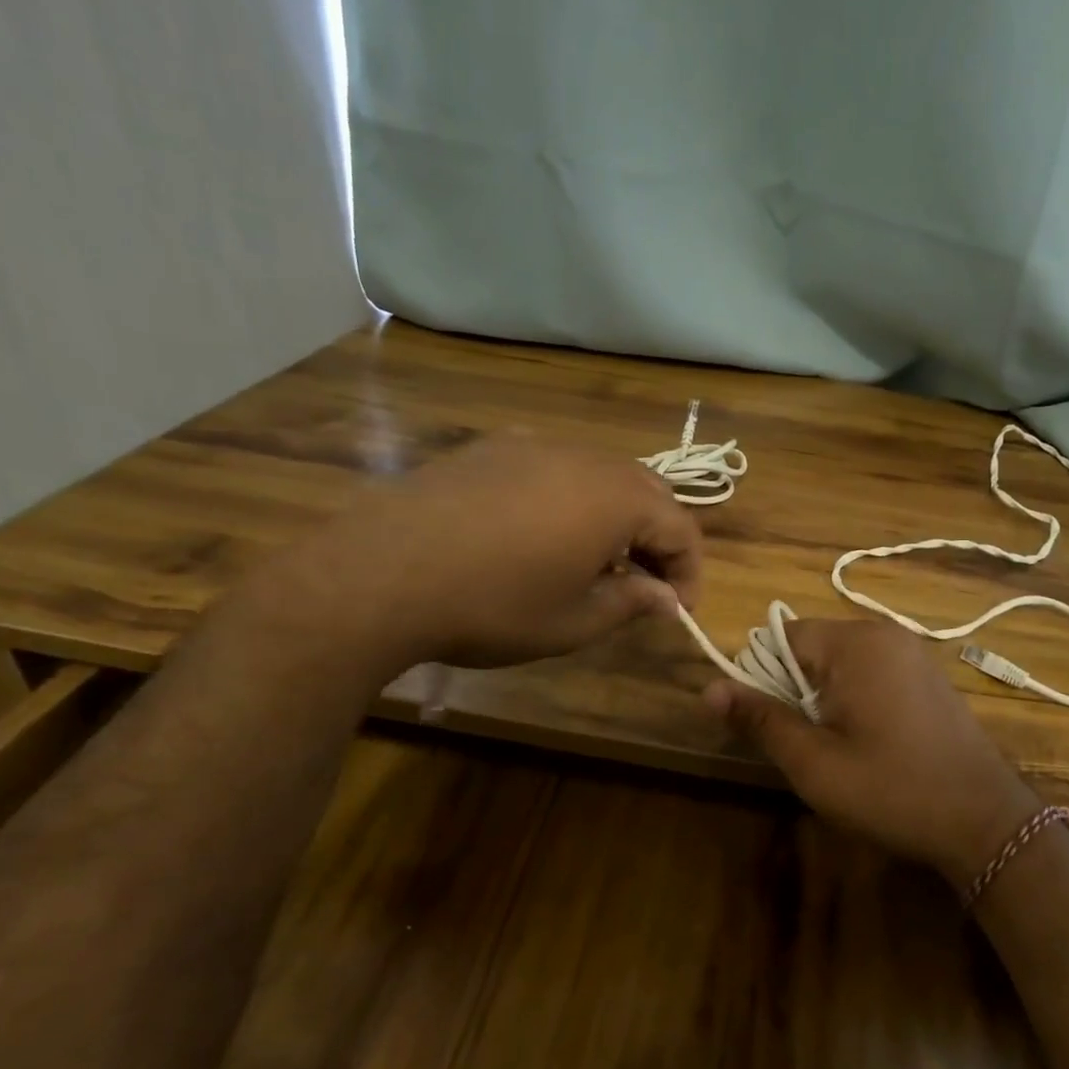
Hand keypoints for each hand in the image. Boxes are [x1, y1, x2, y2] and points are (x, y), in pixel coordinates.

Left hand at [262, 433, 701, 672]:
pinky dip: (571, 498)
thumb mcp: (572, 622)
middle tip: (645, 585)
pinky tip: (541, 534)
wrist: (379, 574)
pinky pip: (555, 467)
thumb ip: (631, 604)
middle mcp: (586, 459)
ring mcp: (536, 445)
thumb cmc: (492, 606)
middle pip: (648, 492)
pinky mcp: (492, 448)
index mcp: (617, 500)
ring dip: (616, 516)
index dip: (689, 573)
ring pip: (602, 474)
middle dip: (658, 539)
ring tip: (597, 561)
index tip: (677, 611)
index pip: (682, 529)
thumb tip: (666, 599)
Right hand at [704, 620, 1041, 885]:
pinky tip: (870, 741)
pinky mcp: (928, 674)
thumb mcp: (813, 762)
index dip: (762, 677)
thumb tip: (709, 688)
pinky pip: (872, 671)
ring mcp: (912, 652)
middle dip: (795, 689)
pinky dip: (855, 697)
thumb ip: (760, 719)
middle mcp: (884, 633)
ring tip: (837, 747)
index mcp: (855, 643)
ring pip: (841, 662)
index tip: (769, 724)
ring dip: (824, 696)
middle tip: (806, 744)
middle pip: (811, 646)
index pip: (781, 636)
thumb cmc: (891, 789)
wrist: (984, 820)